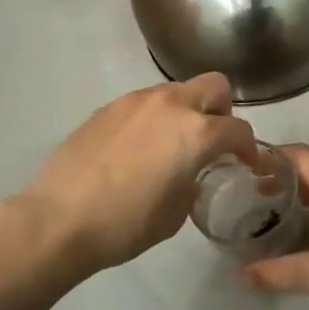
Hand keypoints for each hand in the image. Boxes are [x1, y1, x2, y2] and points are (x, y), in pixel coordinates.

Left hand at [21, 74, 257, 275]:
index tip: (246, 162)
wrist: (60, 219)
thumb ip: (193, 182)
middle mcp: (171, 105)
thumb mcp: (176, 213)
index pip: (238, 129)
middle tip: (212, 140)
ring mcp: (136, 101)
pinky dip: (153, 118)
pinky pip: (144, 103)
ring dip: (185, 110)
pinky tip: (138, 148)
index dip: (248, 147)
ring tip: (171, 144)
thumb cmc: (126, 223)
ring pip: (176, 90)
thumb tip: (188, 174)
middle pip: (214, 86)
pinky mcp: (108, 107)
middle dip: (221, 110)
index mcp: (197, 133)